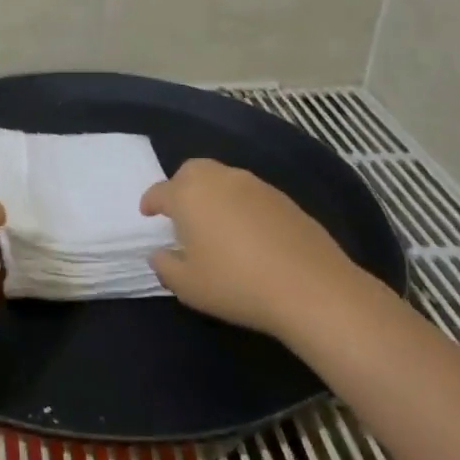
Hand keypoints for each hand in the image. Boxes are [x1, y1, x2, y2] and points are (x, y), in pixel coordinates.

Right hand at [140, 159, 368, 339]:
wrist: (312, 288)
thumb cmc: (236, 284)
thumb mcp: (187, 285)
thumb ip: (165, 265)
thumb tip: (160, 253)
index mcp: (188, 195)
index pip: (160, 191)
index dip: (150, 202)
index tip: (147, 214)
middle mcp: (220, 180)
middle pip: (192, 171)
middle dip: (181, 186)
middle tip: (180, 213)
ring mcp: (255, 186)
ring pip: (223, 179)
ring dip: (212, 194)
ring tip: (214, 223)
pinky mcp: (284, 199)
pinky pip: (250, 194)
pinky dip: (240, 205)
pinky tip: (247, 233)